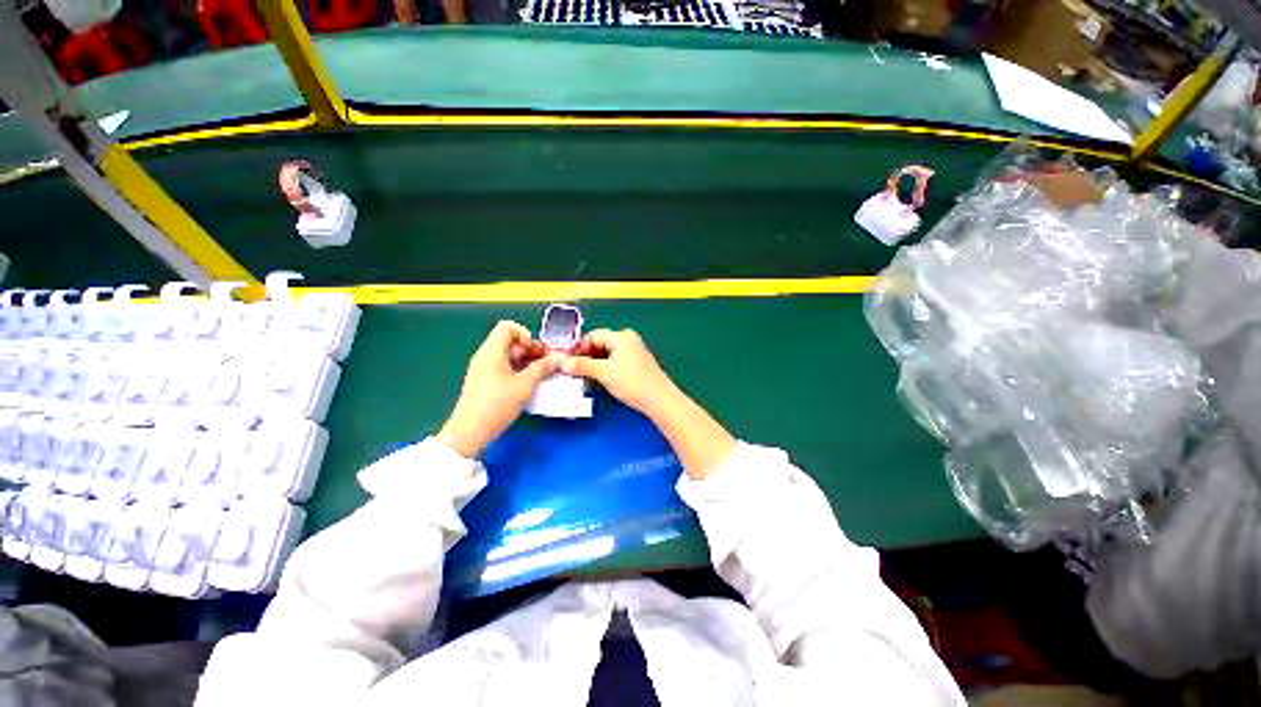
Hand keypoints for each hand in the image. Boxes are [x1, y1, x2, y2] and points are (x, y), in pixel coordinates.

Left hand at [439, 321, 561, 457]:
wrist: (470, 432)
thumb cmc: (497, 405)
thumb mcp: (525, 385)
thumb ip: (542, 368)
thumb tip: (558, 358)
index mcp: (492, 351)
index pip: (508, 327)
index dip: (525, 334)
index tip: (535, 351)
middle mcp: (487, 356)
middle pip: (512, 342)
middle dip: (532, 350)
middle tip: (548, 364)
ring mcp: (485, 369)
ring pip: (511, 356)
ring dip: (528, 362)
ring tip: (543, 375)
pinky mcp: (486, 382)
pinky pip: (506, 368)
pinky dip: (520, 371)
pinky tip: (531, 383)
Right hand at [564, 328, 734, 479]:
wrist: (659, 399)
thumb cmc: (632, 382)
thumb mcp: (604, 373)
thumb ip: (582, 366)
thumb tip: (562, 363)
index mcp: (621, 336)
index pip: (593, 335)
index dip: (578, 347)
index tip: (567, 361)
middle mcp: (628, 339)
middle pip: (600, 343)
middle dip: (586, 355)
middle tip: (573, 369)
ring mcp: (634, 351)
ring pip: (608, 352)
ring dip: (594, 362)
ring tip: (583, 375)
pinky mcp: (637, 363)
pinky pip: (616, 359)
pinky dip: (605, 366)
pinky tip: (599, 377)